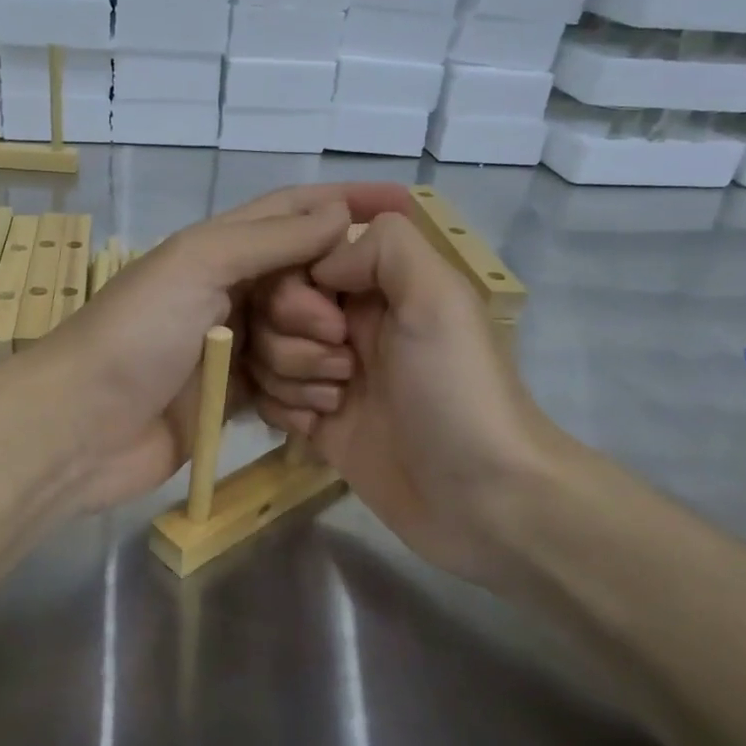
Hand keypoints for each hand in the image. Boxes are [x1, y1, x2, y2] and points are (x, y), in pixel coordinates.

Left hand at [24, 184, 414, 513]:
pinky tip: (319, 406)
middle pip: (305, 282)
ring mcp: (227, 349)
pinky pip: (281, 387)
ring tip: (330, 375)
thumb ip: (267, 239)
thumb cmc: (134, 335)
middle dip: (328, 304)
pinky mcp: (227, 399)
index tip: (408, 207)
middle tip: (341, 332)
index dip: (347, 204)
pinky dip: (299, 394)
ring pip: (299, 339)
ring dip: (315, 356)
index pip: (293, 213)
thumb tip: (336, 212)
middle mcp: (226, 293)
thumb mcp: (197, 265)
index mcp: (217, 250)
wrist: (79, 428)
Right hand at [246, 210, 572, 576]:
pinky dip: (283, 410)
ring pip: (266, 355)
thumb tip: (320, 264)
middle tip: (345, 369)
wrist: (479, 498)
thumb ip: (385, 248)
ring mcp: (331, 375)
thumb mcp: (439, 298)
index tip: (329, 323)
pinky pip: (268, 398)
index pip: (299, 264)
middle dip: (293, 341)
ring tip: (337, 403)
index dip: (296, 292)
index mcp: (378, 288)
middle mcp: (349, 325)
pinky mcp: (317, 422)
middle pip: (273, 311)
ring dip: (291, 378)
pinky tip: (317, 428)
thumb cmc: (457, 391)